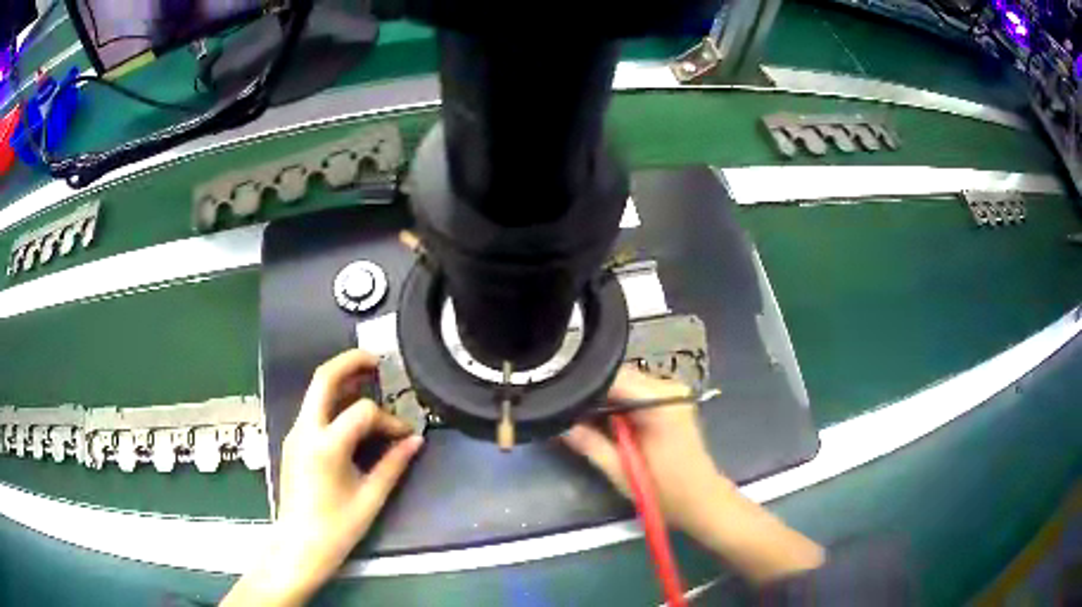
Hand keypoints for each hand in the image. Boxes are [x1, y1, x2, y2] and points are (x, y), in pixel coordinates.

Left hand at [223, 350, 423, 606]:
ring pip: (315, 391)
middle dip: (350, 362)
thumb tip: (416, 440)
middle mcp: (305, 430)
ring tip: (367, 379)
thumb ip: (394, 464)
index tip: (404, 436)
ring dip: (341, 380)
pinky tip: (351, 413)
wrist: (298, 546)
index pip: (363, 412)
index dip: (389, 419)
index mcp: (326, 445)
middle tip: (376, 360)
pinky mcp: (293, 442)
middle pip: (323, 378)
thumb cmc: (337, 528)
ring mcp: (295, 434)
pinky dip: (333, 402)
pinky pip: (313, 410)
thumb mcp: (371, 497)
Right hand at [562, 366, 823, 584]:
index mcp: (659, 402)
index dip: (582, 388)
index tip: (558, 401)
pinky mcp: (671, 401)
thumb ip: (588, 443)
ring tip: (579, 418)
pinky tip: (604, 420)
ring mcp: (672, 392)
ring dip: (603, 399)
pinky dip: (617, 404)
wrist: (702, 501)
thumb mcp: (620, 470)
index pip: (611, 378)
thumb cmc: (664, 491)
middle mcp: (668, 388)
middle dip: (591, 393)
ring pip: (625, 383)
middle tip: (564, 413)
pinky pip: (635, 392)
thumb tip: (557, 424)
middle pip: (618, 377)